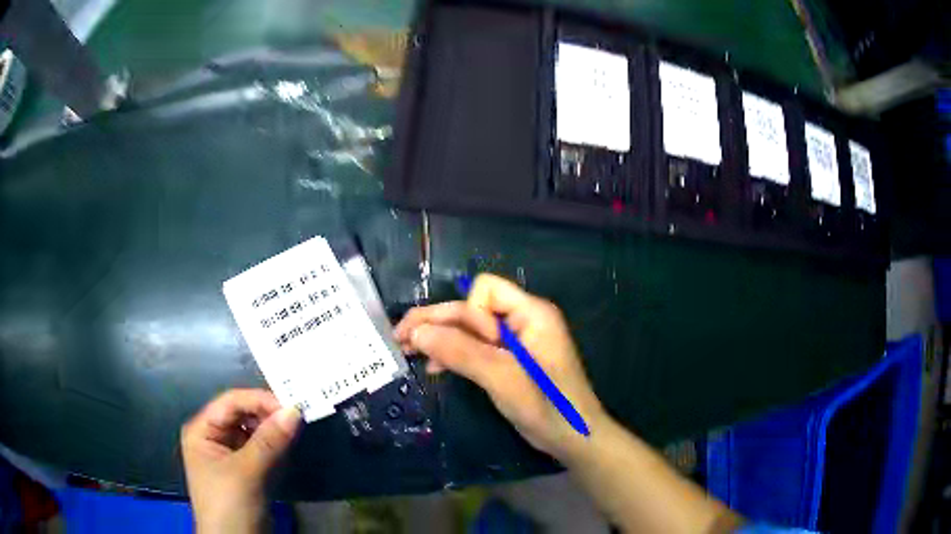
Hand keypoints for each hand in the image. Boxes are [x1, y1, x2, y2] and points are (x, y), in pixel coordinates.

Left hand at [181, 389, 300, 533]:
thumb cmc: (229, 504)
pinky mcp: (247, 471)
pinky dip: (276, 448)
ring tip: (296, 432)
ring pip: (254, 432)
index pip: (231, 402)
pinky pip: (262, 450)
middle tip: (298, 417)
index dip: (259, 400)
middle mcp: (214, 437)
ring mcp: (230, 455)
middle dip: (268, 415)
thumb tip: (294, 410)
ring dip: (274, 431)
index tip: (291, 405)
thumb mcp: (246, 472)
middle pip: (242, 414)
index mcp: (202, 430)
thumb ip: (269, 440)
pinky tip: (289, 449)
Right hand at [394, 273, 604, 461]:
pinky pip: (477, 348)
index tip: (465, 347)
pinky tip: (435, 367)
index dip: (467, 314)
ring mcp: (517, 342)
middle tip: (399, 337)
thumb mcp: (501, 378)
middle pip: (472, 309)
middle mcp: (523, 320)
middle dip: (438, 322)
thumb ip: (460, 352)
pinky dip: (456, 354)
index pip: (485, 290)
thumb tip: (417, 331)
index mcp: (530, 313)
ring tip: (409, 352)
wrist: (575, 439)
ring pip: (471, 329)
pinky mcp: (511, 361)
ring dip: (442, 339)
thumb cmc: (547, 406)